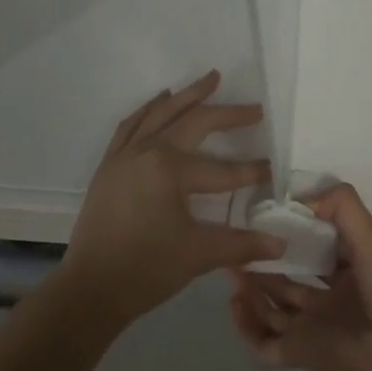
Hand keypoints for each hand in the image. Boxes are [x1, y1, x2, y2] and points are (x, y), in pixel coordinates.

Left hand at [61, 71, 285, 328]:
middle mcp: (148, 151)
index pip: (222, 170)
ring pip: (160, 113)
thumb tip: (281, 245)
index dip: (251, 172)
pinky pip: (131, 125)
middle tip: (253, 108)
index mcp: (171, 170)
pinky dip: (149, 109)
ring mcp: (125, 155)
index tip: (273, 169)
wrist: (89, 290)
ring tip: (210, 80)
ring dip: (187, 96)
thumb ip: (241, 245)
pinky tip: (160, 100)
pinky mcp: (109, 164)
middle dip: (226, 114)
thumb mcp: (198, 255)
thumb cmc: (146, 270)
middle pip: (194, 122)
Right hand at [229, 183, 371, 370]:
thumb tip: (301, 198)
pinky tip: (236, 303)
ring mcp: (314, 326)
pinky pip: (264, 344)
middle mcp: (332, 297)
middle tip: (241, 242)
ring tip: (231, 268)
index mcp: (353, 270)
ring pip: (273, 306)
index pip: (318, 245)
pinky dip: (246, 328)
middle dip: (266, 260)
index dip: (296, 230)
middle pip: (290, 276)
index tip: (270, 213)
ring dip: (252, 289)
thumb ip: (343, 208)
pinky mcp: (300, 353)